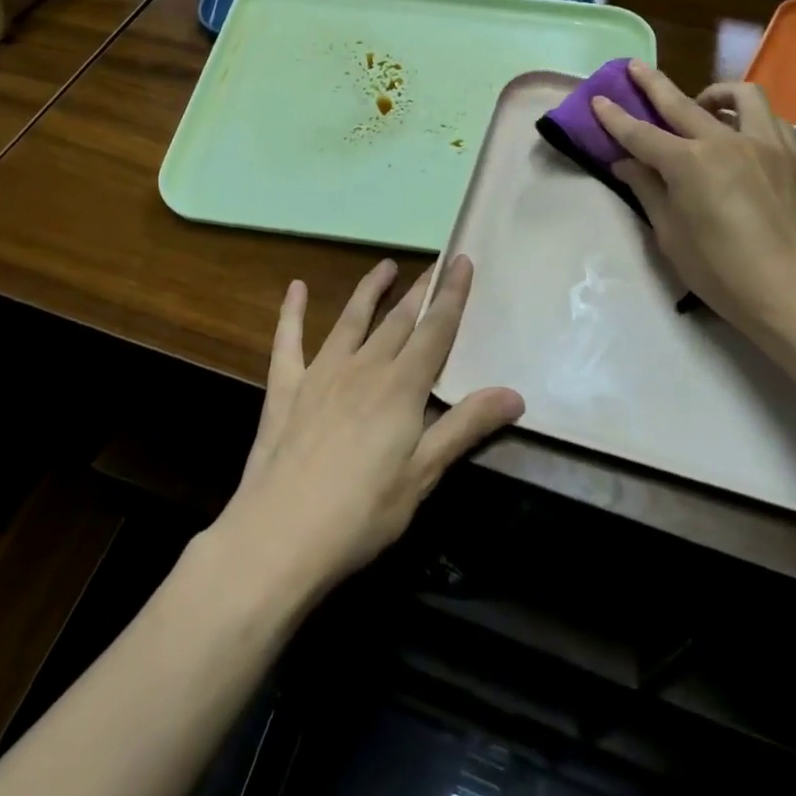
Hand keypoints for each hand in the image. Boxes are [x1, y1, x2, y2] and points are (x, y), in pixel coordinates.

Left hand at [217, 256, 523, 599]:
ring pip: (351, 319)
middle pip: (398, 320)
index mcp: (401, 387)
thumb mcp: (423, 474)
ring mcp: (320, 373)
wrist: (280, 535)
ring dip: (370, 290)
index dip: (451, 296)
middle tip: (434, 265)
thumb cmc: (362, 512)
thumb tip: (515, 393)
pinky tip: (296, 287)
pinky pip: (288, 340)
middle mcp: (363, 367)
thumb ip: (466, 426)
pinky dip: (292, 312)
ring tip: (385, 266)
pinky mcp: (285, 388)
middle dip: (419, 291)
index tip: (462, 261)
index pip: (435, 331)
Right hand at [591, 61, 795, 345]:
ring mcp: (765, 144)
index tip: (598, 100)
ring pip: (740, 96)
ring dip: (713, 92)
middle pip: (682, 103)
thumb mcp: (671, 236)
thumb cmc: (723, 272)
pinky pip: (769, 118)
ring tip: (701, 103)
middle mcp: (725, 141)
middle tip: (634, 67)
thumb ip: (648, 191)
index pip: (641, 134)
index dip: (616, 118)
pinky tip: (740, 133)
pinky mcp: (792, 156)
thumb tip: (627, 163)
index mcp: (689, 163)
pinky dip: (748, 115)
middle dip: (652, 83)